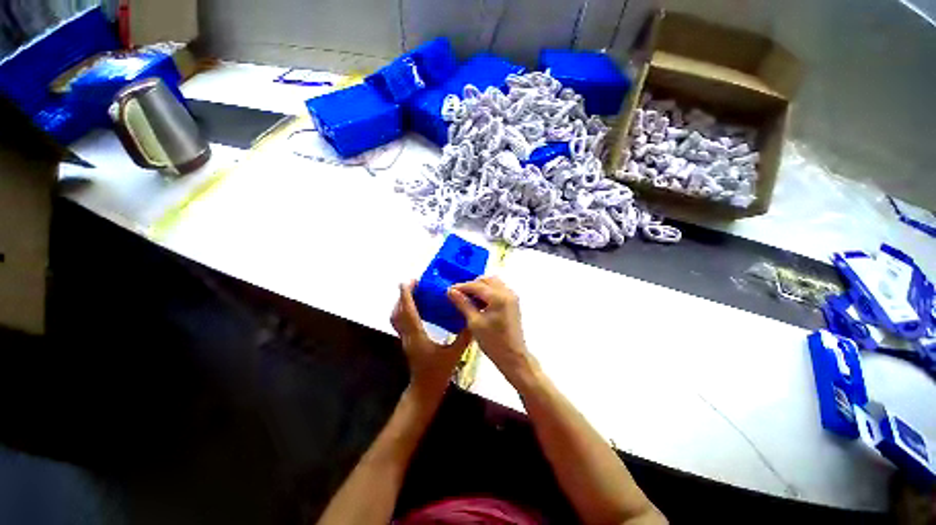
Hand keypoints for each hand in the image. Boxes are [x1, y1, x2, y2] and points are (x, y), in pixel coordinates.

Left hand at [391, 281, 471, 401]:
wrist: (424, 390)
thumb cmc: (438, 373)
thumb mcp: (454, 354)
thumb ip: (463, 337)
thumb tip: (472, 320)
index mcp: (418, 336)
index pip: (408, 312)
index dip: (406, 295)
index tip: (407, 282)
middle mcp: (408, 336)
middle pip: (398, 312)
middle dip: (402, 296)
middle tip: (414, 284)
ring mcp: (405, 339)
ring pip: (396, 317)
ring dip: (401, 303)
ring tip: (414, 293)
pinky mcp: (407, 341)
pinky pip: (401, 322)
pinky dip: (404, 311)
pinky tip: (417, 308)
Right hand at [447, 277, 535, 384]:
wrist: (513, 356)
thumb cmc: (493, 342)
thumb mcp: (474, 322)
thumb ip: (463, 304)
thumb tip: (451, 291)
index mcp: (498, 297)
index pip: (476, 285)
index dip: (462, 286)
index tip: (449, 290)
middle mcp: (507, 292)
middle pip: (486, 279)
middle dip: (472, 284)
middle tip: (459, 294)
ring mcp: (512, 296)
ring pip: (493, 283)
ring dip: (480, 287)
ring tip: (468, 298)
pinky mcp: (513, 302)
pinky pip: (498, 289)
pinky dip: (488, 291)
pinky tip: (479, 302)